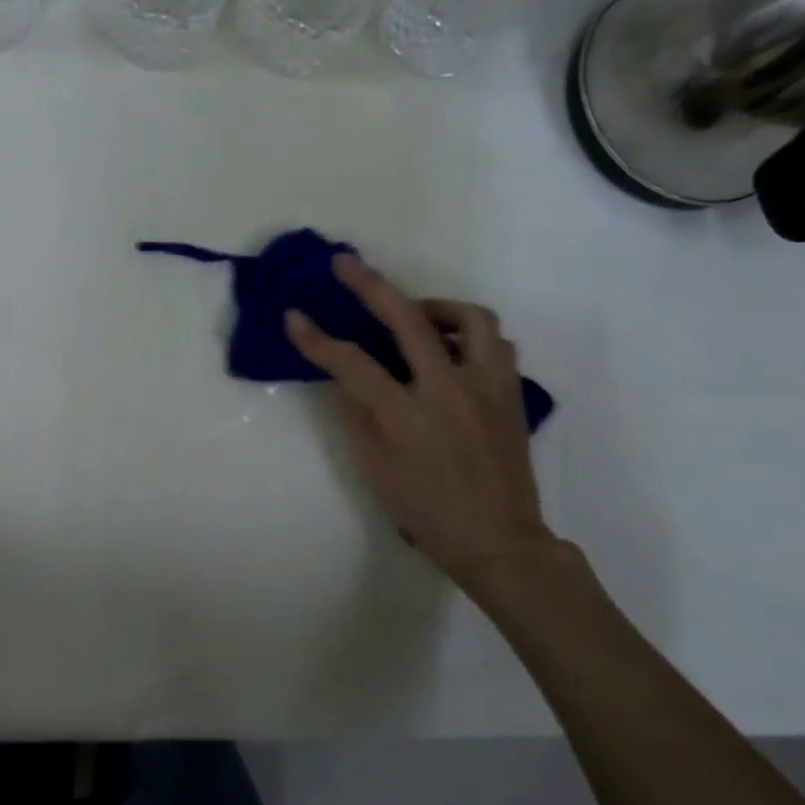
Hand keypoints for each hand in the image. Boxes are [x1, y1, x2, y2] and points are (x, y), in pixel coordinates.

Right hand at [285, 254, 558, 595]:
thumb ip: (356, 416)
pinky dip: (470, 335)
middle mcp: (448, 390)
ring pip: (470, 319)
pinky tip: (453, 349)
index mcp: (406, 415)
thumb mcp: (375, 469)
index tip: (293, 316)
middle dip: (370, 285)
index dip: (317, 339)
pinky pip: (496, 345)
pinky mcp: (511, 394)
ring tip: (417, 314)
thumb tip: (344, 378)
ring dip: (436, 306)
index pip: (352, 363)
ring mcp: (487, 388)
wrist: (498, 540)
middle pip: (407, 320)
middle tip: (346, 264)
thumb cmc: (426, 512)